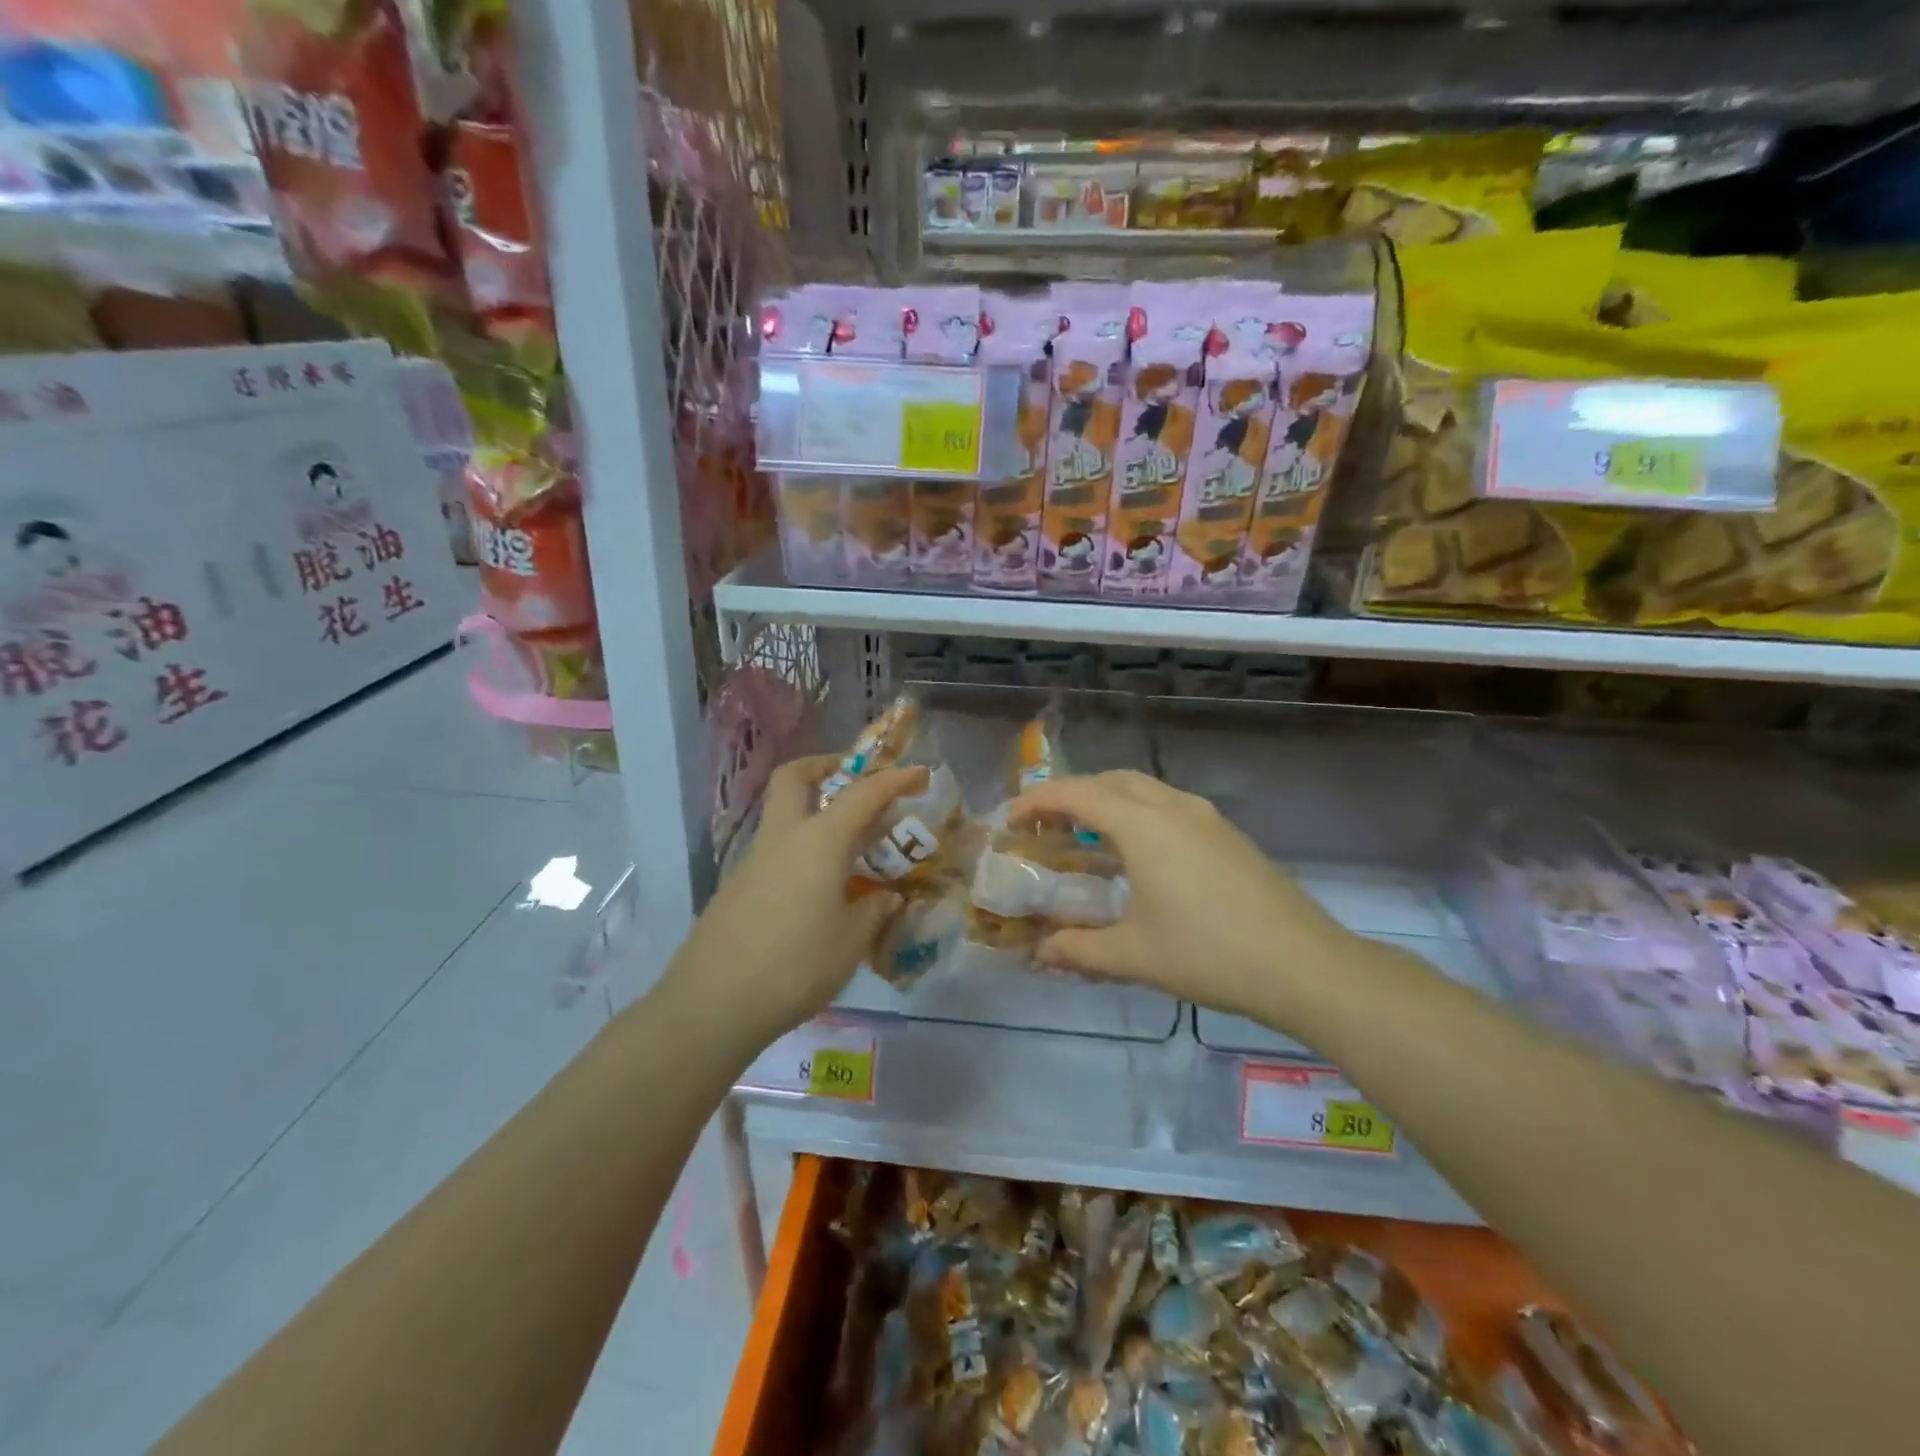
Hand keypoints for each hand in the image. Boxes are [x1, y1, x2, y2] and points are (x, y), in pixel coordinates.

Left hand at [664, 754, 924, 1045]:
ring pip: (782, 815)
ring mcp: (753, 861)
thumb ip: (873, 911)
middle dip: (823, 766)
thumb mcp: (850, 941)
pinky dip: (800, 851)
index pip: (863, 794)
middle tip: (853, 780)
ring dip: (813, 813)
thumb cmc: (796, 965)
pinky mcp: (736, 888)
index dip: (894, 780)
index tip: (919, 773)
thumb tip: (886, 897)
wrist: (713, 1003)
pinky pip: (775, 852)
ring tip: (848, 848)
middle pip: (794, 778)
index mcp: (819, 841)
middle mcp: (783, 838)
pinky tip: (817, 890)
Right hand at [1008, 770, 1350, 1027]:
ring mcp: (1206, 817)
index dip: (1038, 800)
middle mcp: (1174, 807)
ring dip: (1107, 800)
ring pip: (1144, 788)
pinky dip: (1138, 813)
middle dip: (1071, 794)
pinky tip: (1138, 854)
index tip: (1011, 819)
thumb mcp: (1134, 955)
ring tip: (1086, 835)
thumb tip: (1040, 952)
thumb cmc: (1209, 954)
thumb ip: (1078, 949)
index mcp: (1144, 825)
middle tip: (1045, 825)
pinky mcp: (1228, 834)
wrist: (1304, 965)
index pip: (1077, 793)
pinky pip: (1169, 806)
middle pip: (1111, 780)